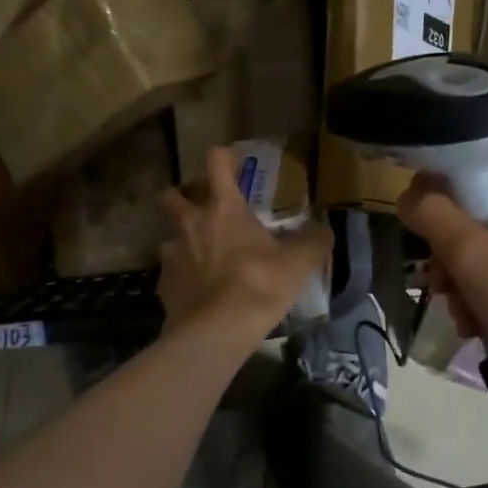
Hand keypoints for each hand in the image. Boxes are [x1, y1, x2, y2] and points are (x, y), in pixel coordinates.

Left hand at [158, 147, 331, 338]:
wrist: (216, 330)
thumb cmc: (258, 285)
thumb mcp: (297, 263)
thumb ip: (312, 242)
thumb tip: (324, 230)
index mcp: (223, 207)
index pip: (216, 162)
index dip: (223, 158)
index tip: (232, 163)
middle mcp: (191, 222)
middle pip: (174, 195)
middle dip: (186, 197)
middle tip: (205, 210)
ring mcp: (172, 253)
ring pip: (171, 236)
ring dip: (185, 240)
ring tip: (205, 258)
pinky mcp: (163, 283)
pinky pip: (172, 271)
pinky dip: (184, 275)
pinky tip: (199, 291)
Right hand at [398, 150, 487, 394]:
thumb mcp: (473, 256)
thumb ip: (433, 215)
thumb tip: (407, 193)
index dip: (449, 173)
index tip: (420, 206)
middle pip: (483, 209)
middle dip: (450, 247)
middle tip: (438, 278)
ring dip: (462, 281)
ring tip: (460, 314)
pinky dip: (485, 300)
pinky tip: (477, 328)